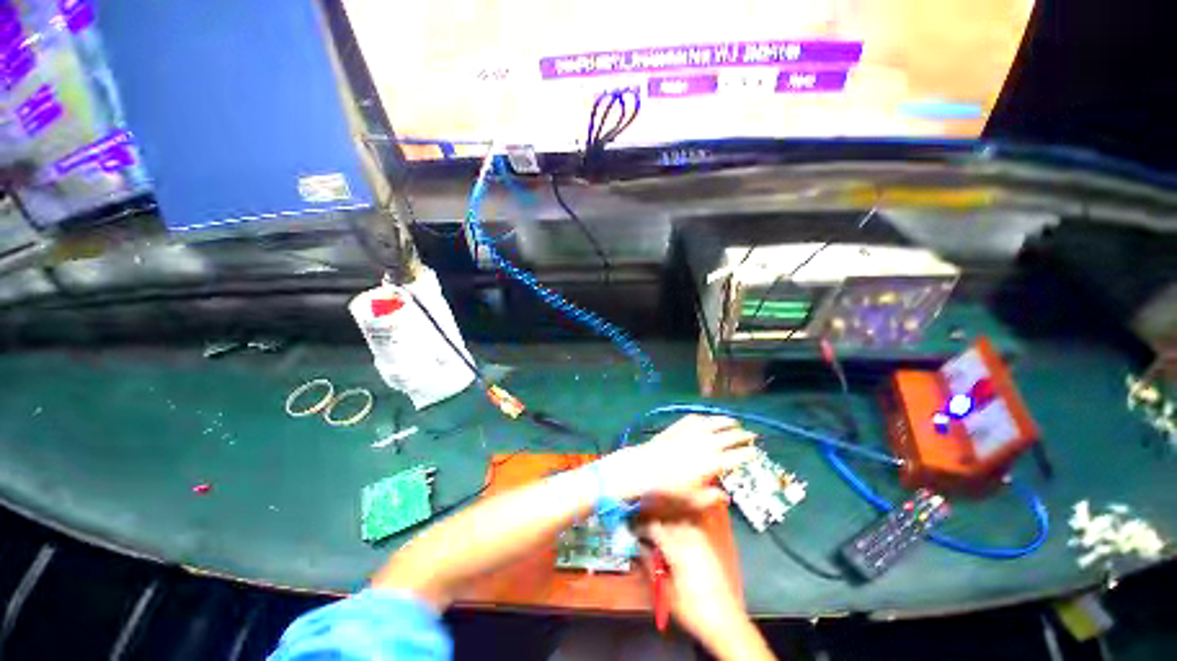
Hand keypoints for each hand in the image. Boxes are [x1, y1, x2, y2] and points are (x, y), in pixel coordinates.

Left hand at [600, 415, 756, 501]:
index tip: (756, 453)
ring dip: (727, 422)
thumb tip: (727, 496)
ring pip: (715, 423)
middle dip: (743, 435)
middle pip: (730, 436)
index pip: (738, 456)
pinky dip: (706, 418)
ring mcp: (692, 432)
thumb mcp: (695, 501)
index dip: (749, 454)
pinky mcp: (679, 426)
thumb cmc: (670, 489)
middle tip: (751, 436)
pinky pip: (697, 419)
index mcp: (714, 463)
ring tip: (735, 422)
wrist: (644, 468)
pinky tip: (708, 419)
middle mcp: (707, 444)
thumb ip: (714, 498)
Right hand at [640, 521, 769, 659]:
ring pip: (677, 523)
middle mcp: (689, 537)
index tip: (632, 532)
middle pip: (665, 523)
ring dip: (666, 529)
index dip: (640, 528)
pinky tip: (675, 545)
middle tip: (643, 539)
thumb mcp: (665, 590)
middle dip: (653, 529)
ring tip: (658, 542)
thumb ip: (650, 565)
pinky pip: (688, 529)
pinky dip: (678, 532)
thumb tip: (638, 549)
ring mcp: (701, 539)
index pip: (653, 527)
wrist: (726, 621)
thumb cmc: (693, 609)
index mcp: (677, 547)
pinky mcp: (708, 544)